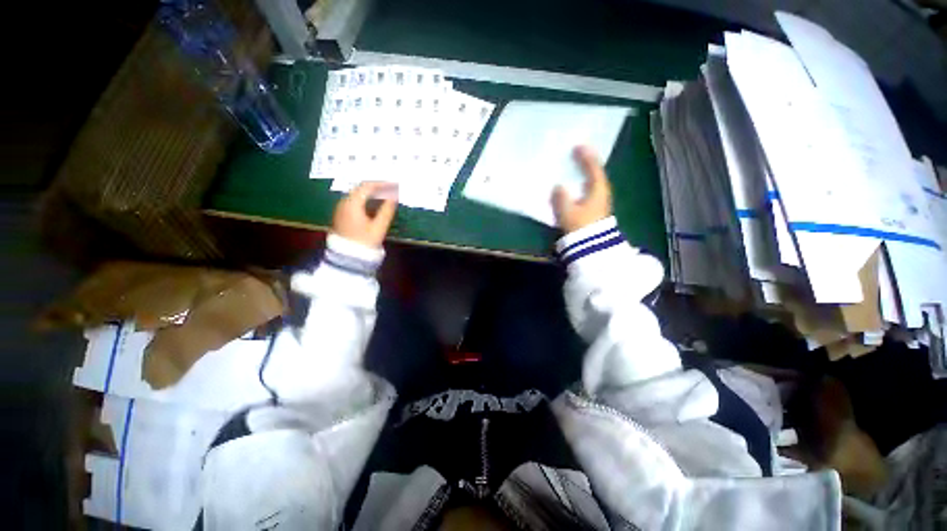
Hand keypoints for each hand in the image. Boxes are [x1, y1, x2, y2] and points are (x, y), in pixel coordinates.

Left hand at [332, 182, 397, 247]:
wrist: (347, 257)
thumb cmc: (364, 241)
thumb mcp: (378, 227)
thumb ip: (387, 210)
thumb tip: (394, 197)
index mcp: (352, 203)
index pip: (367, 186)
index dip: (382, 184)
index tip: (395, 185)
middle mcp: (344, 202)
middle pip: (361, 188)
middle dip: (378, 187)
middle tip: (392, 189)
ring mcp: (341, 208)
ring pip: (358, 195)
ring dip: (372, 194)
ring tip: (387, 196)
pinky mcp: (342, 215)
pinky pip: (355, 201)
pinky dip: (367, 200)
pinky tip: (376, 205)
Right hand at [552, 146, 612, 232]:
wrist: (591, 247)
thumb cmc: (580, 226)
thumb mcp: (567, 211)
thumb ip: (561, 197)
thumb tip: (558, 187)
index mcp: (597, 189)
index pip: (593, 167)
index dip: (586, 156)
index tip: (577, 145)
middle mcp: (601, 192)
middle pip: (594, 173)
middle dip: (585, 163)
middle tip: (575, 153)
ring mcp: (599, 201)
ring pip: (591, 182)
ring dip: (582, 174)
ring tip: (572, 168)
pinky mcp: (594, 209)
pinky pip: (587, 191)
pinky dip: (580, 185)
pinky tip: (572, 186)